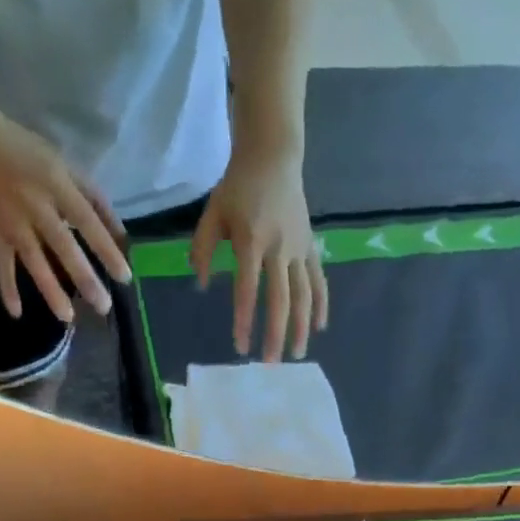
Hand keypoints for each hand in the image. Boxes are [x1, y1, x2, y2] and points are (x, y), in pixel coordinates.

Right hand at [0, 106, 132, 323]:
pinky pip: (1, 263)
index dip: (106, 249)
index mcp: (56, 184)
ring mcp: (11, 221)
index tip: (124, 277)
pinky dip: (6, 287)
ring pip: (34, 260)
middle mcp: (35, 205)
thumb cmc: (26, 150)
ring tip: (67, 318)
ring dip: (50, 290)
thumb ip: (93, 198)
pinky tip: (16, 313)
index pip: (87, 222)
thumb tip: (120, 233)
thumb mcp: (65, 164)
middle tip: (102, 306)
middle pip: (63, 246)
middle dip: (84, 278)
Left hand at [191, 146, 326, 360]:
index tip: (240, 346)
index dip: (244, 319)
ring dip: (301, 327)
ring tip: (297, 354)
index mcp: (251, 241)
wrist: (273, 157)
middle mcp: (278, 248)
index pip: (247, 289)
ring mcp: (299, 249)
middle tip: (270, 363)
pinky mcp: (310, 247)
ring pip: (303, 294)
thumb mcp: (212, 214)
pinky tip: (319, 327)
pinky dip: (319, 304)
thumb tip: (199, 285)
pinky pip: (318, 280)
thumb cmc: (236, 187)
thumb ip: (202, 249)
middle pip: (280, 299)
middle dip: (275, 333)